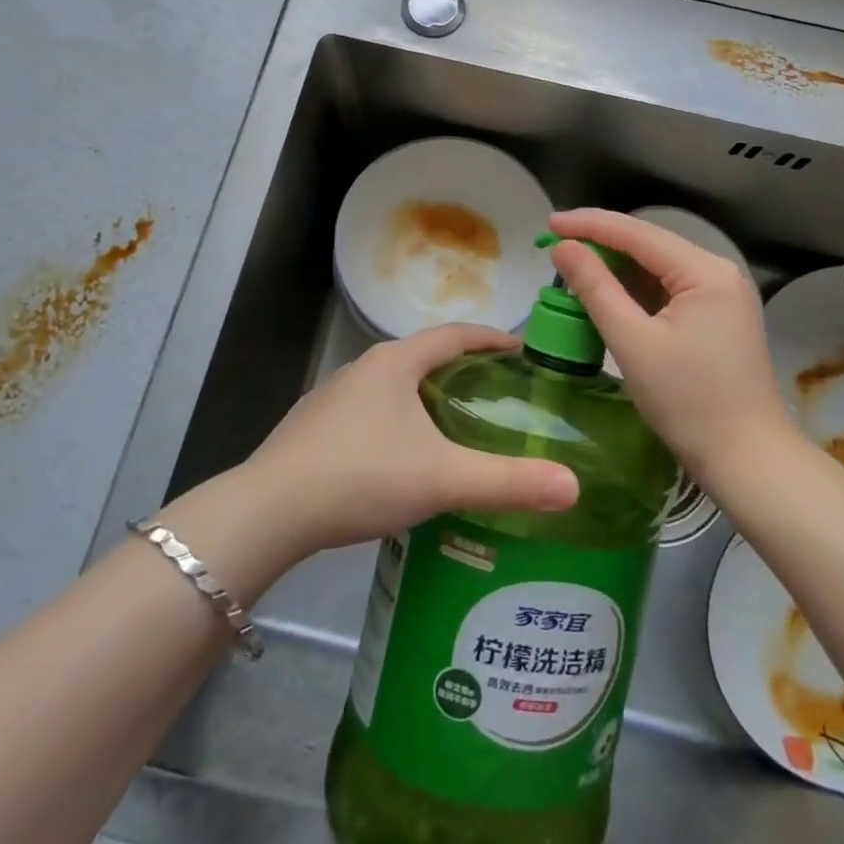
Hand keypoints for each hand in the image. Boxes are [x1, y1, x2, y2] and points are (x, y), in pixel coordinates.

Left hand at [243, 324, 579, 555]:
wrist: (270, 509)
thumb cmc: (361, 476)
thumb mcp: (441, 478)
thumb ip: (507, 481)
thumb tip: (573, 487)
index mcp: (395, 362)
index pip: (454, 334)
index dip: (491, 338)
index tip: (523, 349)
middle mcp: (364, 368)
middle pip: (424, 357)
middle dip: (462, 370)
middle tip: (499, 394)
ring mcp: (334, 396)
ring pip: (394, 386)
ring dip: (427, 397)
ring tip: (457, 427)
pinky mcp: (315, 427)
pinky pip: (370, 412)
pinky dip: (398, 422)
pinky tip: (404, 459)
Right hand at [547, 209, 808, 490]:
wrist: (749, 462)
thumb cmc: (688, 402)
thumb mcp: (632, 342)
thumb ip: (595, 288)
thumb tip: (563, 247)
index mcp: (704, 271)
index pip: (637, 233)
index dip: (589, 224)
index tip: (549, 223)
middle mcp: (718, 272)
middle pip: (649, 245)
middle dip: (601, 243)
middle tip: (555, 244)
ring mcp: (721, 295)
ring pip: (657, 267)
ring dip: (616, 267)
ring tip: (572, 266)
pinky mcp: (717, 317)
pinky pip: (667, 290)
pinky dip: (634, 290)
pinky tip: (606, 293)